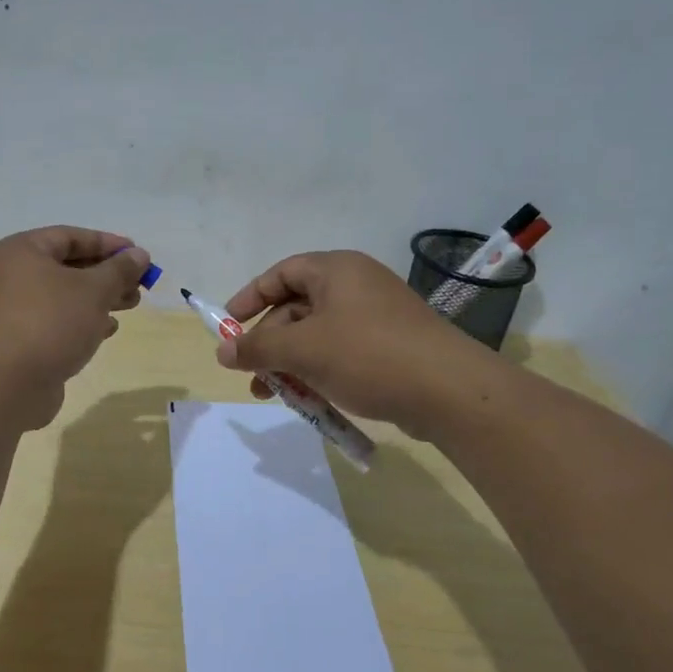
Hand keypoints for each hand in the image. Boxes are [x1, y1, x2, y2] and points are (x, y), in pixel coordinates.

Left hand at [0, 226, 151, 429]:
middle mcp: (10, 276)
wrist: (5, 386)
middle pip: (67, 267)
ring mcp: (10, 310)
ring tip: (130, 306)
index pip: (70, 237)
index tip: (138, 254)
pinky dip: (80, 321)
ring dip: (98, 299)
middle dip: (106, 275)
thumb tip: (139, 254)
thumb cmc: (50, 322)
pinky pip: (54, 321)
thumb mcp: (94, 290)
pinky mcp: (17, 341)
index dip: (107, 243)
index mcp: (21, 251)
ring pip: (63, 296)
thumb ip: (119, 270)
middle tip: (138, 286)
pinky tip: (106, 331)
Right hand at [218, 250, 493, 436]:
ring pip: (318, 335)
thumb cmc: (368, 356)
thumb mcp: (304, 350)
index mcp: (336, 270)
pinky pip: (342, 353)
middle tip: (252, 375)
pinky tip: (312, 401)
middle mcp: (356, 286)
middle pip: (297, 308)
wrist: (450, 391)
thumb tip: (222, 351)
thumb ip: (258, 348)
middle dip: (270, 343)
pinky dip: (320, 372)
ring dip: (291, 363)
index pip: (281, 273)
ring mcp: (377, 317)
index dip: (250, 298)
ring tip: (275, 396)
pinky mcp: (391, 346)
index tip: (227, 327)